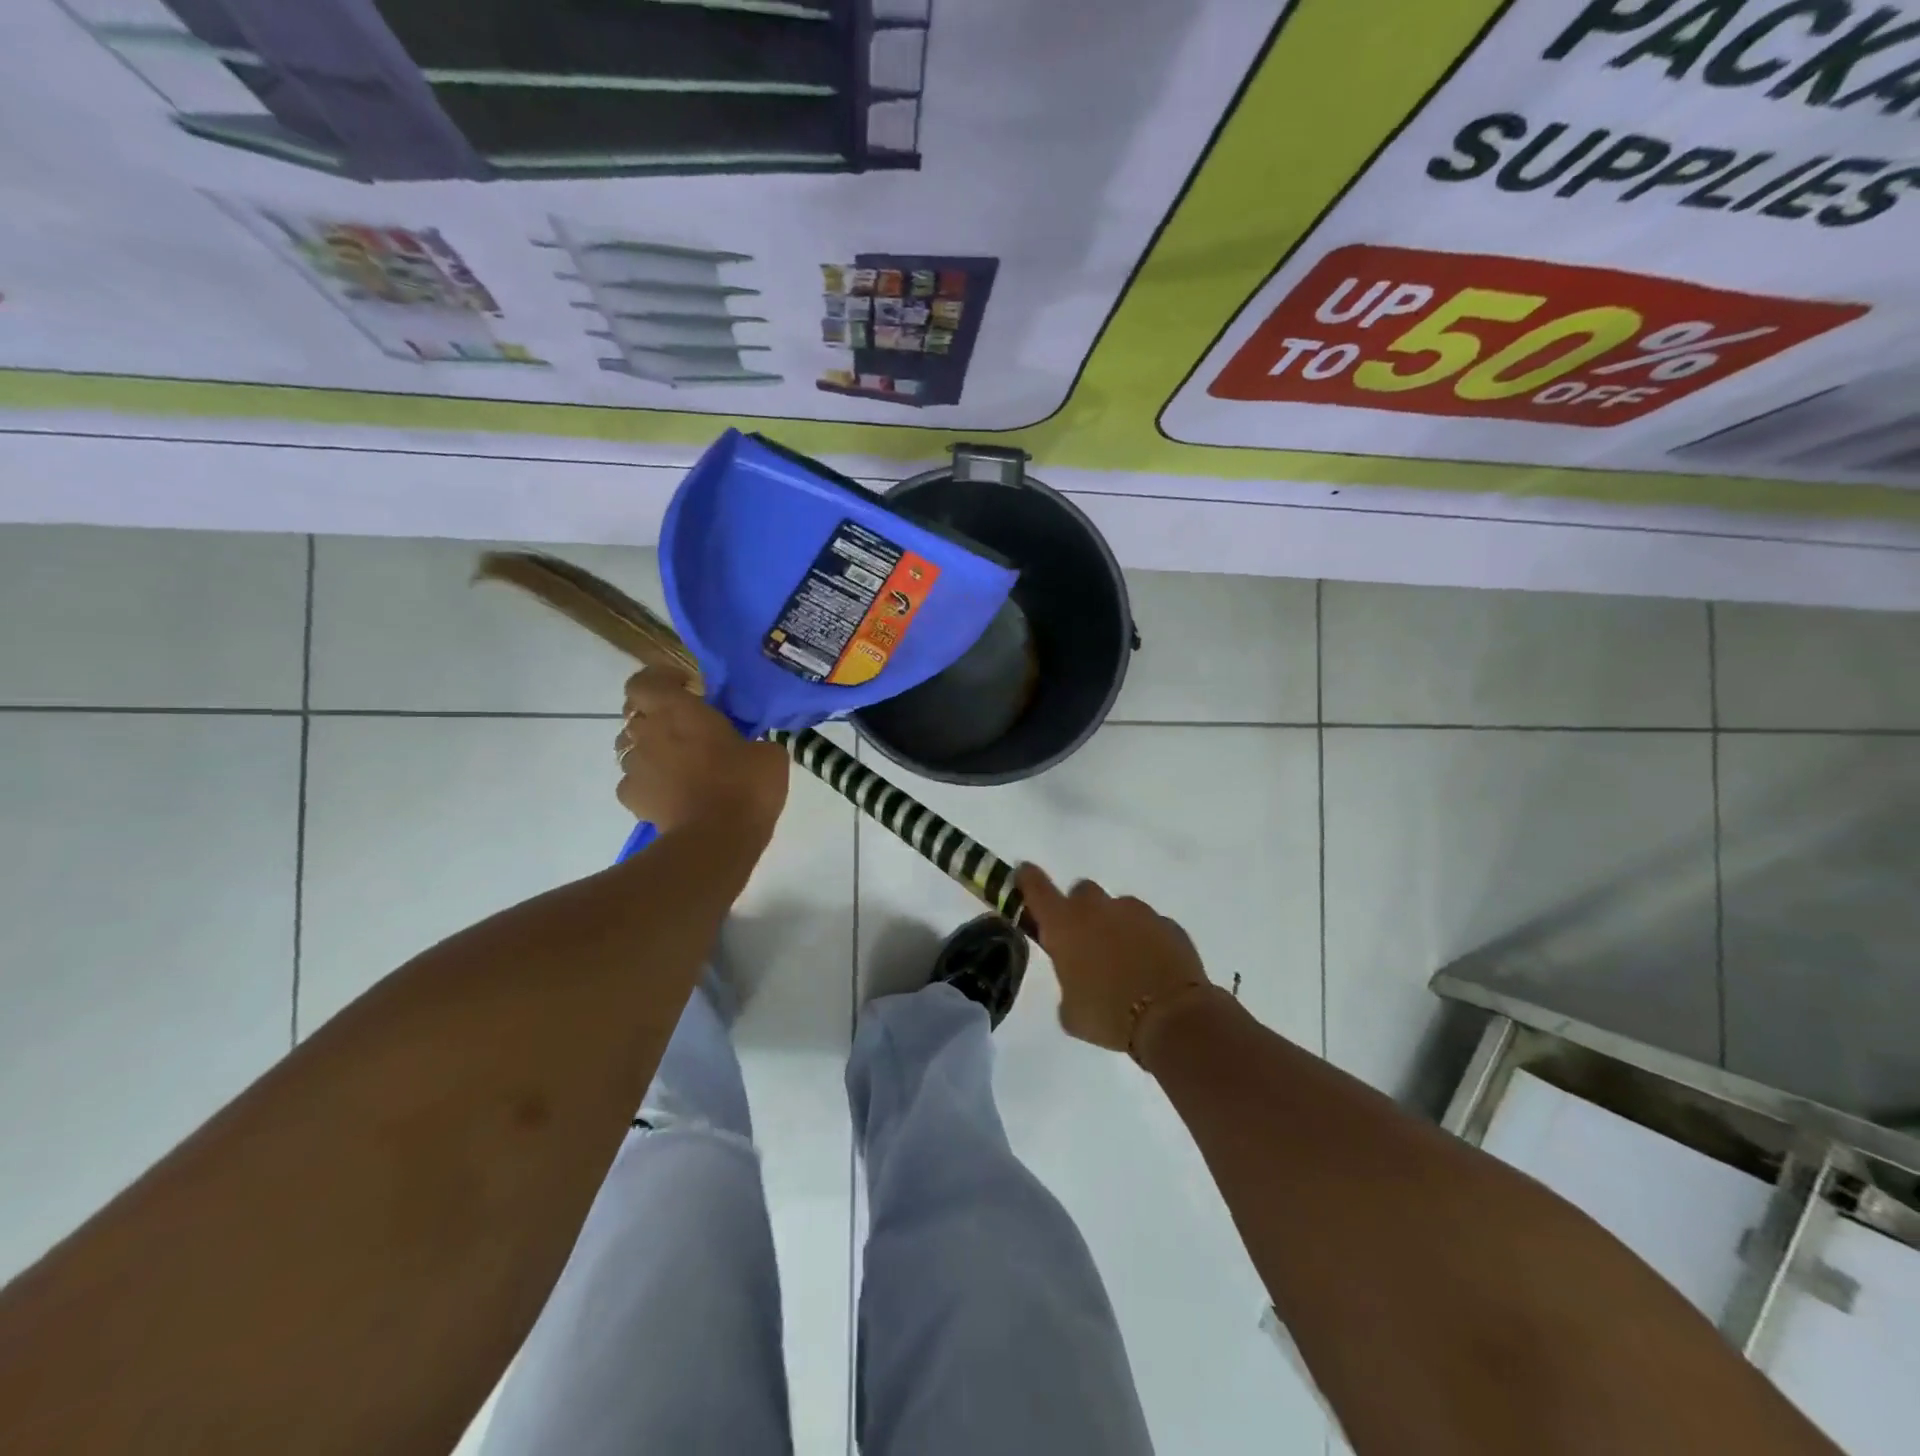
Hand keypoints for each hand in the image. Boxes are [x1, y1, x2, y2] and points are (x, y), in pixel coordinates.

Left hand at [615, 670, 788, 836]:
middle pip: (634, 712)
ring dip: (651, 748)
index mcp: (677, 710)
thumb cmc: (744, 785)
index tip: (687, 687)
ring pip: (630, 746)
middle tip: (686, 726)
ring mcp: (634, 767)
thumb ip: (753, 741)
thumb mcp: (769, 754)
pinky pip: (634, 781)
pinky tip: (672, 792)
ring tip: (680, 763)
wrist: (716, 839)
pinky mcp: (633, 799)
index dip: (660, 679)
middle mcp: (648, 732)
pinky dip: (648, 782)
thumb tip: (751, 746)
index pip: (645, 680)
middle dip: (656, 714)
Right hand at [1015, 865, 1211, 1054]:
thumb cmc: (1108, 1015)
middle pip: (1082, 892)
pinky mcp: (1168, 924)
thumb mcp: (1071, 1013)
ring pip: (1119, 908)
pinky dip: (1146, 941)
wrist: (1172, 1016)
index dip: (1027, 878)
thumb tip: (1077, 983)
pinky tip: (1152, 969)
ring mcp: (1136, 912)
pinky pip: (1150, 926)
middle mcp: (1098, 908)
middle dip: (1080, 910)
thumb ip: (1067, 986)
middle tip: (1085, 941)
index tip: (1024, 874)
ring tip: (1125, 962)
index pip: (1036, 886)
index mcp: (1064, 924)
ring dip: (1116, 927)